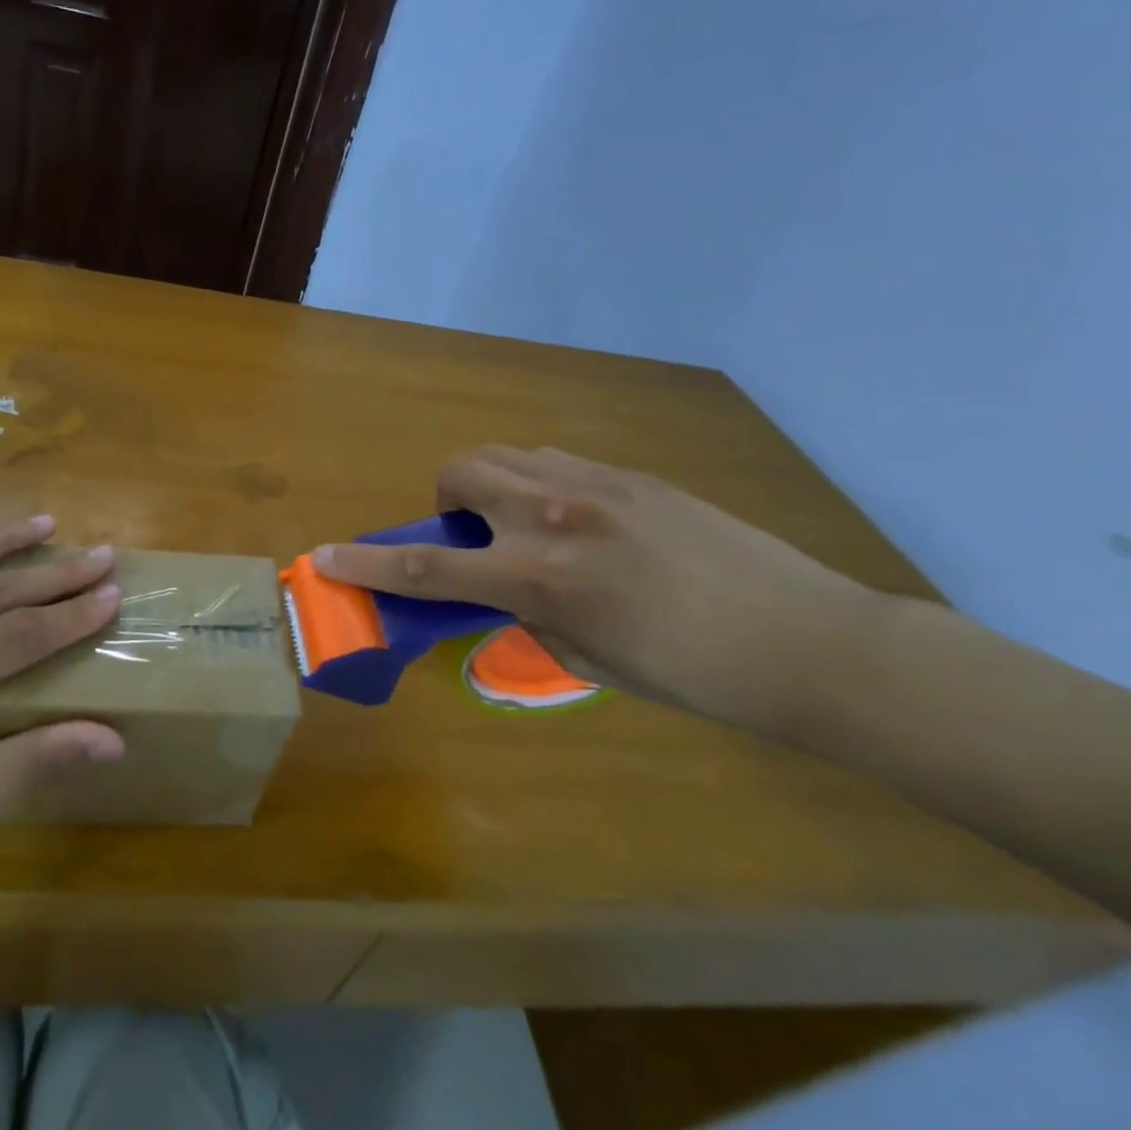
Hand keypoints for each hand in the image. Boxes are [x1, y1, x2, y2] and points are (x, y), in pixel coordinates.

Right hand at [315, 447, 878, 732]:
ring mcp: (595, 485)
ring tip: (524, 525)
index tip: (325, 557)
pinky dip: (538, 482)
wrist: (806, 639)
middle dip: (446, 502)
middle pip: (459, 473)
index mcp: (540, 578)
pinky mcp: (631, 474)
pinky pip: (555, 460)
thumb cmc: (693, 674)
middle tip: (474, 538)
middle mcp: (555, 516)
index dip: (366, 563)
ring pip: (505, 455)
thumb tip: (509, 595)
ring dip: (490, 486)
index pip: (427, 568)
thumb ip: (531, 618)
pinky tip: (577, 518)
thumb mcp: (589, 663)